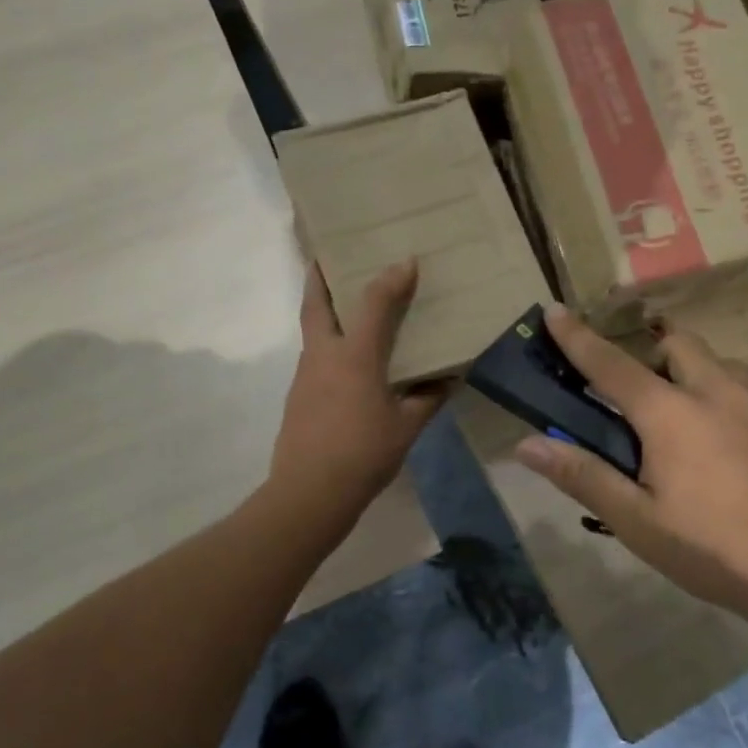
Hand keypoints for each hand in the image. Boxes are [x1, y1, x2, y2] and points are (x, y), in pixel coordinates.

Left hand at [269, 261, 445, 519]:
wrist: (309, 493)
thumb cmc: (363, 454)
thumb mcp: (407, 427)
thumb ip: (428, 398)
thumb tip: (449, 380)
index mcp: (355, 357)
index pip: (374, 304)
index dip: (391, 279)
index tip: (406, 261)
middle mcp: (324, 355)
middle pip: (316, 304)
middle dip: (320, 275)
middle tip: (328, 255)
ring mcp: (306, 374)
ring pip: (312, 329)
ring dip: (325, 309)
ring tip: (348, 304)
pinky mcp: (298, 395)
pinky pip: (315, 355)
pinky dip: (328, 343)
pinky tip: (346, 359)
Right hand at [515, 304, 747, 623]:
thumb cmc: (721, 552)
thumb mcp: (640, 524)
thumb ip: (583, 476)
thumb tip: (525, 445)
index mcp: (670, 412)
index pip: (609, 362)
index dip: (576, 336)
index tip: (553, 309)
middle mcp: (719, 390)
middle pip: (677, 344)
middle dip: (652, 354)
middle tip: (643, 402)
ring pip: (722, 365)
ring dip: (696, 378)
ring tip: (693, 431)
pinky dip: (735, 404)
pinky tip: (743, 454)